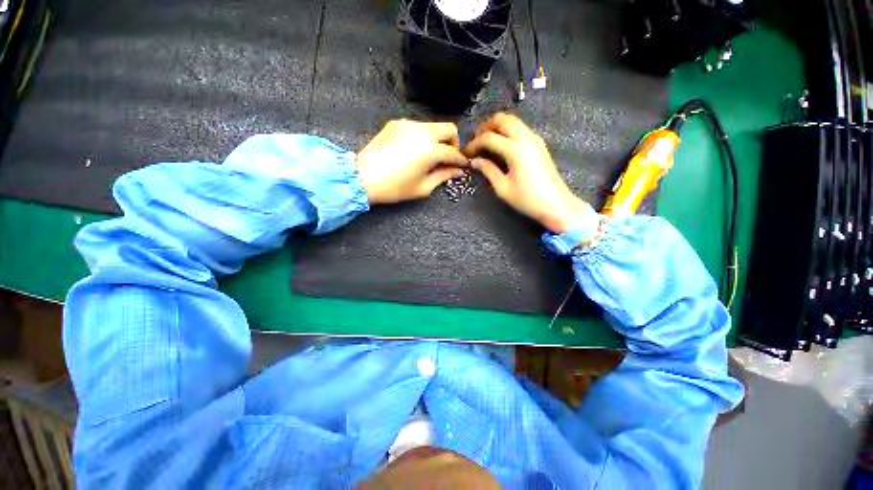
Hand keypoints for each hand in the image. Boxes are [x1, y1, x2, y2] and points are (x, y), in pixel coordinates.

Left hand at [357, 119, 468, 203]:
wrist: (363, 177)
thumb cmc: (394, 188)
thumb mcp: (423, 187)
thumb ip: (443, 176)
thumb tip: (457, 170)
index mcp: (430, 150)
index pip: (453, 152)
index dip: (460, 160)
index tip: (462, 166)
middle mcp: (422, 131)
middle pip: (449, 128)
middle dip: (453, 143)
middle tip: (448, 158)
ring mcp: (408, 124)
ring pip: (433, 126)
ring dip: (438, 139)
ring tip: (430, 155)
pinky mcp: (396, 123)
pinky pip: (417, 126)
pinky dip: (422, 136)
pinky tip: (415, 149)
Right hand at [465, 113, 591, 233]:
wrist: (556, 204)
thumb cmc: (527, 199)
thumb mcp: (503, 188)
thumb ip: (488, 170)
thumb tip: (475, 161)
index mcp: (516, 150)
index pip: (489, 137)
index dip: (474, 143)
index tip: (467, 153)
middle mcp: (526, 138)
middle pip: (502, 119)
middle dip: (486, 127)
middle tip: (476, 142)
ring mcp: (535, 139)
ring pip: (512, 121)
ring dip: (497, 127)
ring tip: (486, 143)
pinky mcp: (539, 144)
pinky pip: (520, 128)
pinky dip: (507, 131)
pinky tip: (500, 146)